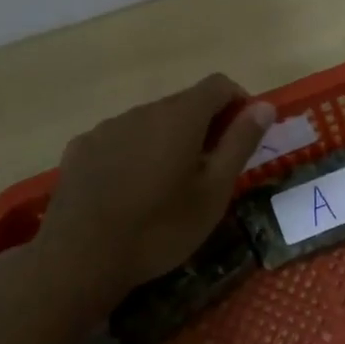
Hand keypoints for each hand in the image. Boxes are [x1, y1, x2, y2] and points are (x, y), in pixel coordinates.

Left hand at [33, 74, 274, 300]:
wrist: (79, 258)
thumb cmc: (160, 227)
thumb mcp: (214, 191)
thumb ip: (240, 143)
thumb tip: (264, 106)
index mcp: (180, 117)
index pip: (218, 85)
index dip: (239, 103)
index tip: (244, 137)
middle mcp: (143, 111)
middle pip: (184, 103)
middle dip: (205, 126)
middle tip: (212, 170)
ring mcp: (107, 128)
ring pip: (151, 122)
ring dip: (169, 139)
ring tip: (170, 185)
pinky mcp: (81, 148)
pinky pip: (120, 139)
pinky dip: (136, 152)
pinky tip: (131, 190)